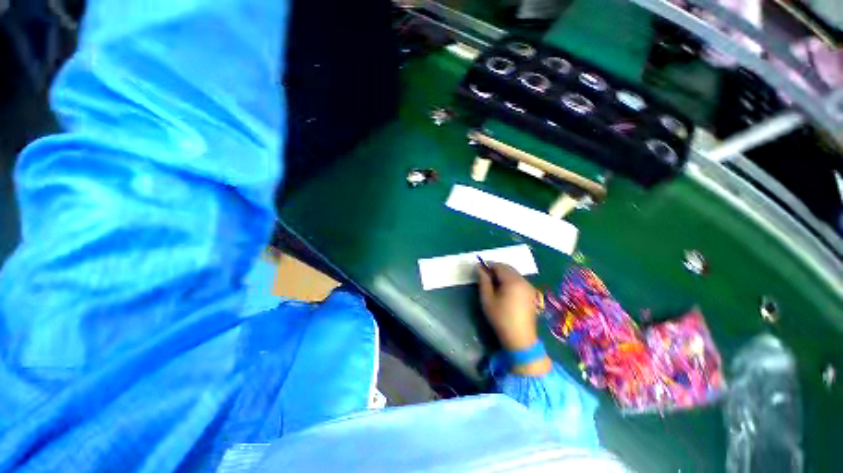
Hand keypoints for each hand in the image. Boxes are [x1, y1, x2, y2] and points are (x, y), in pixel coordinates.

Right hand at [478, 262, 550, 374]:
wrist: (519, 338)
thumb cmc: (500, 318)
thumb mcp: (487, 299)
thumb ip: (483, 281)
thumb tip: (479, 267)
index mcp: (512, 281)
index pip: (499, 266)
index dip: (488, 265)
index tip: (479, 269)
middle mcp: (523, 281)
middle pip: (508, 268)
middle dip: (496, 269)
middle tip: (485, 276)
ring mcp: (529, 287)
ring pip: (514, 274)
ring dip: (503, 274)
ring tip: (493, 283)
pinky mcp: (531, 293)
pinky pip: (519, 280)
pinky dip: (510, 280)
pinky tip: (504, 289)